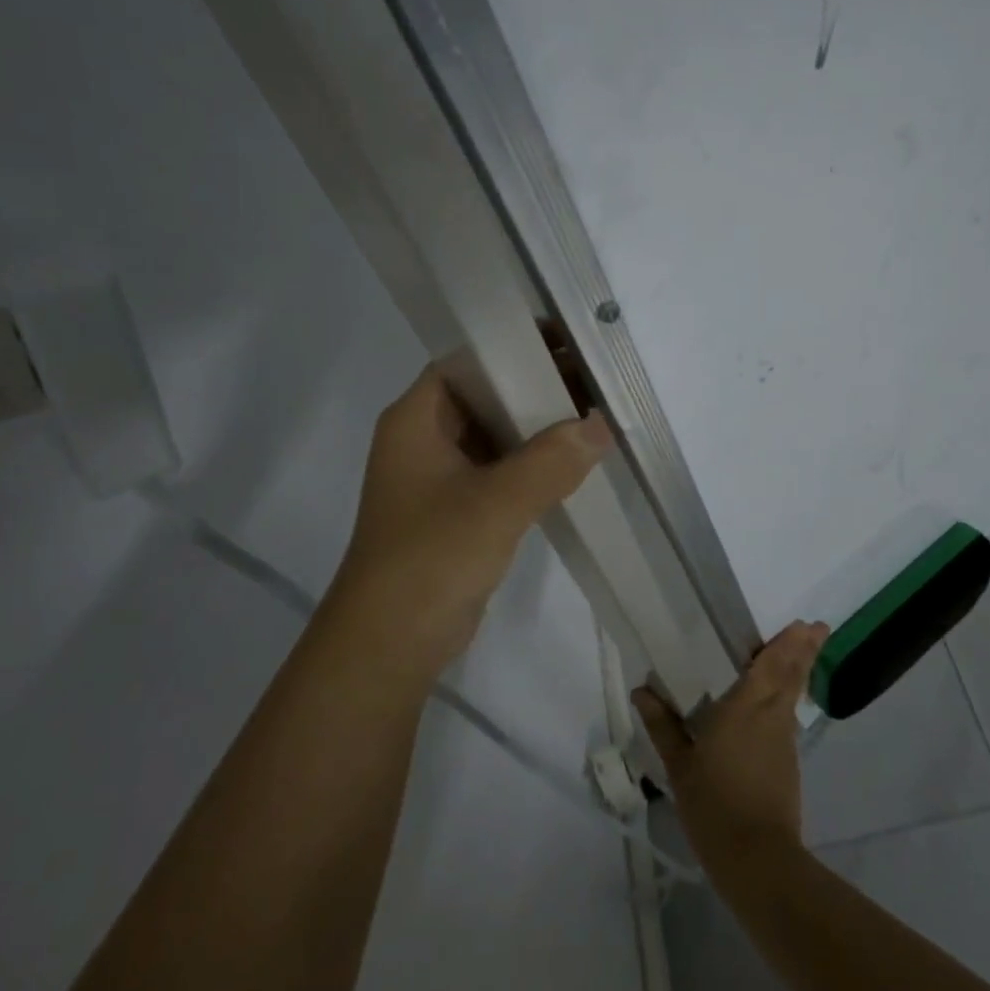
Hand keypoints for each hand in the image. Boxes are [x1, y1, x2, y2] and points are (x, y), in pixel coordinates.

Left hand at [327, 365, 612, 682]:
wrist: (388, 647)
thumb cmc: (430, 559)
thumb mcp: (496, 504)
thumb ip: (551, 460)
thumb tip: (600, 426)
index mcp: (417, 419)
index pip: (469, 359)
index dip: (516, 345)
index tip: (568, 343)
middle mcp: (425, 438)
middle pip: (487, 394)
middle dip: (538, 386)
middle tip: (594, 380)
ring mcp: (440, 476)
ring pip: (497, 434)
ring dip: (539, 426)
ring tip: (595, 414)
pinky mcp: (457, 510)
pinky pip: (500, 470)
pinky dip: (534, 462)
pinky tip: (575, 462)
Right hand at [634, 620, 830, 870]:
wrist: (757, 860)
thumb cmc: (714, 804)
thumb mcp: (679, 766)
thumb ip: (663, 726)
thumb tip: (641, 690)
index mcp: (746, 707)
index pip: (772, 665)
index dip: (789, 643)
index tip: (805, 623)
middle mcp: (771, 716)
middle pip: (792, 675)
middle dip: (806, 651)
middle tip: (818, 627)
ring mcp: (784, 741)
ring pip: (793, 696)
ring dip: (799, 672)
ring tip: (801, 654)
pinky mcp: (789, 765)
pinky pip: (788, 719)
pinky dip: (789, 701)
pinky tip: (779, 705)